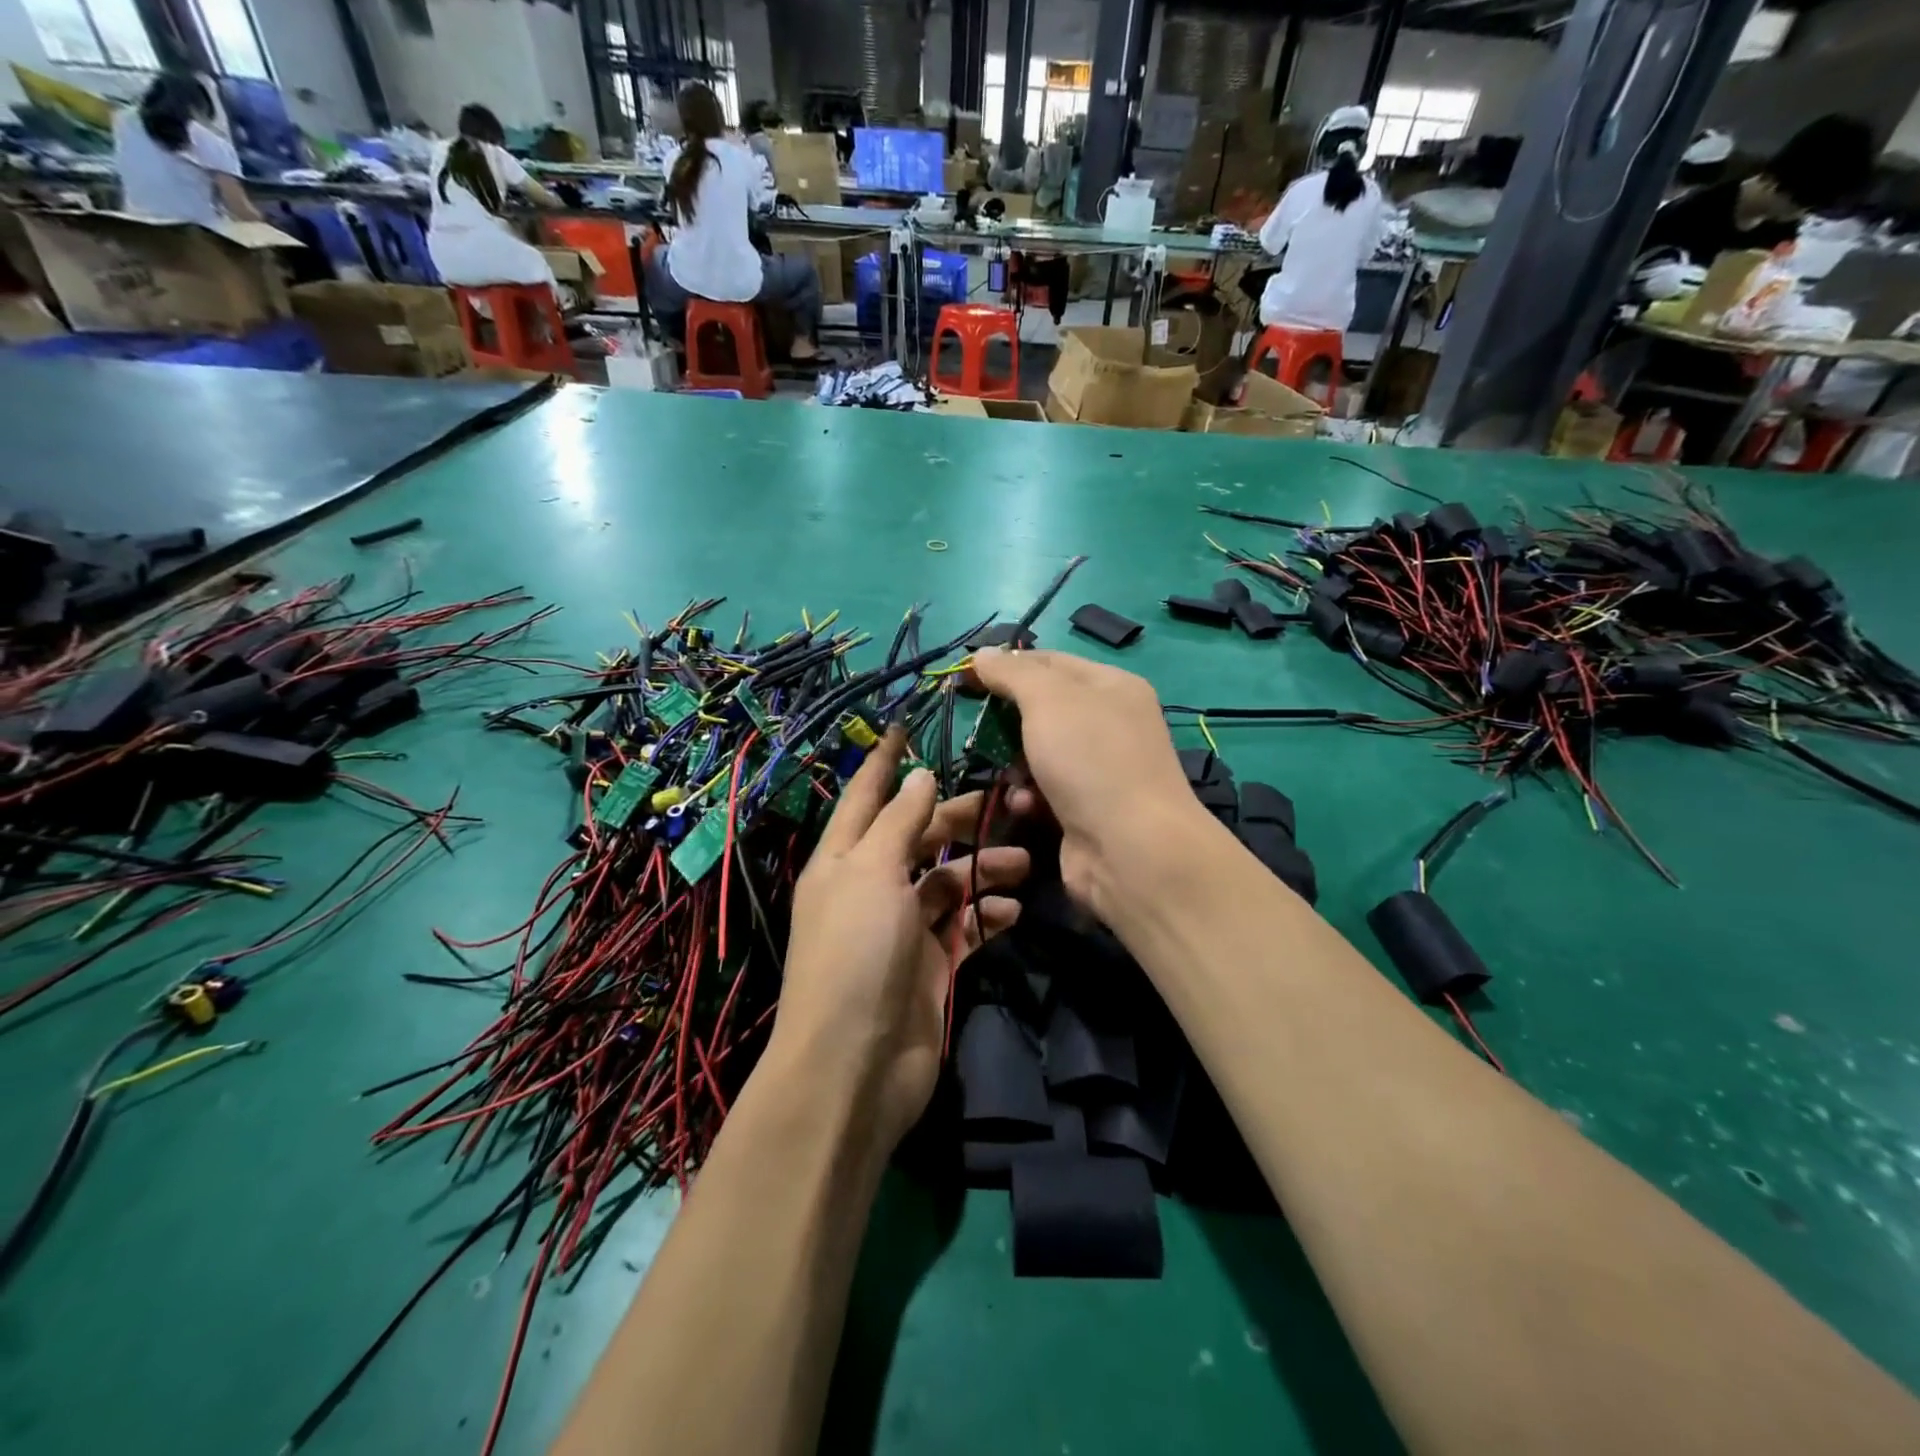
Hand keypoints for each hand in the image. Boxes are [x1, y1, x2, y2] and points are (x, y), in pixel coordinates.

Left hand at [767, 728, 1029, 1156]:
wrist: (855, 1066)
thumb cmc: (855, 953)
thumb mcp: (871, 874)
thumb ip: (898, 823)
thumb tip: (919, 776)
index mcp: (844, 860)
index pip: (866, 797)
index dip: (885, 763)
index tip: (907, 727)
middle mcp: (871, 887)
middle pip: (918, 837)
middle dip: (959, 820)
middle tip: (1008, 805)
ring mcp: (902, 928)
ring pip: (949, 882)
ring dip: (984, 870)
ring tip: (1024, 864)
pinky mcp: (930, 965)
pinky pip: (964, 927)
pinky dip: (987, 917)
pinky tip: (1012, 913)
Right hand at [968, 647, 1206, 921]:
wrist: (1130, 849)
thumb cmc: (1090, 759)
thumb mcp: (1049, 700)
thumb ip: (1013, 673)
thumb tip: (983, 653)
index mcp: (1110, 686)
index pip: (1050, 661)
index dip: (1007, 665)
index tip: (965, 677)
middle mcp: (1109, 723)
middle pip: (1042, 709)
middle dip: (1008, 722)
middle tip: (980, 730)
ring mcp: (1098, 769)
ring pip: (1038, 753)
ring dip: (1014, 764)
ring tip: (1009, 775)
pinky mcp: (1084, 809)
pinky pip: (1043, 791)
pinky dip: (1028, 796)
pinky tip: (1024, 806)